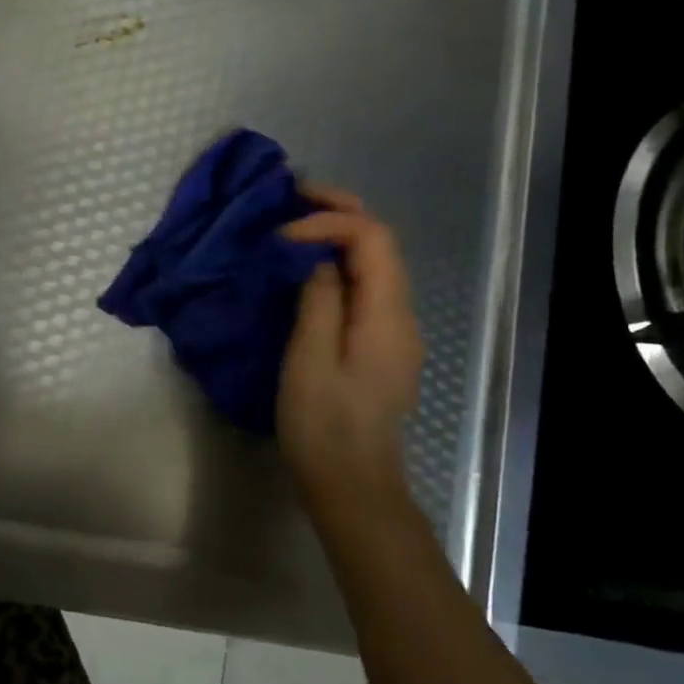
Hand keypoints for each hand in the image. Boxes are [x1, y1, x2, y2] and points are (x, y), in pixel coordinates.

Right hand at [276, 187, 424, 520]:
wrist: (353, 488)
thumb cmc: (324, 427)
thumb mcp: (310, 359)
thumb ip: (319, 299)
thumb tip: (319, 258)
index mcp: (387, 315)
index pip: (372, 238)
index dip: (328, 222)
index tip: (282, 237)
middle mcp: (401, 315)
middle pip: (380, 242)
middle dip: (339, 210)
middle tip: (292, 195)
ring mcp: (393, 330)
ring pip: (373, 262)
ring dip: (337, 233)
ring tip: (293, 223)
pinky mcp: (379, 345)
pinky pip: (364, 286)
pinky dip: (337, 262)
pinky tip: (306, 267)